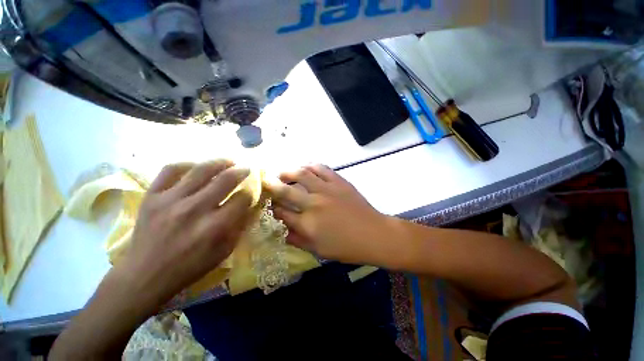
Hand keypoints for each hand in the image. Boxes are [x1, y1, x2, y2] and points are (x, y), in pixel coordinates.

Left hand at [123, 160, 252, 303]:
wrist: (144, 276)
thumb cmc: (190, 267)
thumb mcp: (224, 251)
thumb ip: (240, 226)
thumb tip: (251, 206)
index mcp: (215, 226)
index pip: (242, 199)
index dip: (250, 193)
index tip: (250, 192)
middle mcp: (195, 209)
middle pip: (225, 180)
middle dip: (241, 172)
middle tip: (246, 168)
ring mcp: (170, 200)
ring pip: (201, 170)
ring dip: (220, 162)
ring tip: (229, 161)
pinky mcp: (152, 196)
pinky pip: (170, 170)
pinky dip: (186, 164)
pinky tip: (196, 166)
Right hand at [266, 164, 392, 263]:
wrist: (374, 234)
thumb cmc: (347, 247)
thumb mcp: (319, 251)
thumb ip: (298, 240)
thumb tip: (282, 230)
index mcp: (307, 224)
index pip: (281, 213)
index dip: (272, 207)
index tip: (268, 204)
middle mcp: (313, 204)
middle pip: (286, 191)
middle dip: (272, 185)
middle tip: (266, 181)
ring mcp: (327, 190)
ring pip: (302, 174)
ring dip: (288, 171)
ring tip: (282, 172)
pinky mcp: (338, 182)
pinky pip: (321, 168)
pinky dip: (310, 166)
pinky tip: (305, 167)